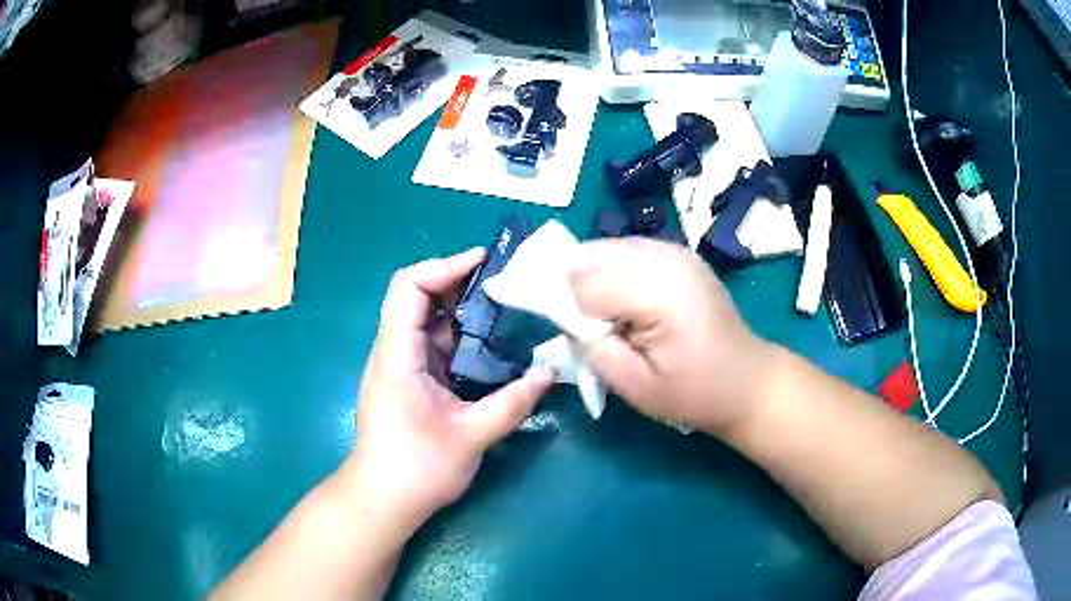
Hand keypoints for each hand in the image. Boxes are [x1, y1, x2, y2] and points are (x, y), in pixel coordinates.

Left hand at [340, 248, 553, 527]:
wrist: (382, 501)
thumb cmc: (417, 469)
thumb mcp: (471, 436)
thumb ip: (512, 403)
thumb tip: (549, 372)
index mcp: (398, 356)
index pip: (408, 288)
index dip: (444, 266)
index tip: (484, 262)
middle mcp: (394, 352)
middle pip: (418, 298)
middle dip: (460, 284)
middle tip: (506, 285)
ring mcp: (400, 367)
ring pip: (428, 322)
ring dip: (464, 312)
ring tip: (507, 310)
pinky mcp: (409, 382)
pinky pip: (434, 346)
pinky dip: (461, 338)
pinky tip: (491, 347)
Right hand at [569, 238, 775, 434]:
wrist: (746, 382)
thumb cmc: (694, 393)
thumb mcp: (636, 387)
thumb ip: (593, 349)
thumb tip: (568, 318)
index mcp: (661, 293)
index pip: (585, 283)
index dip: (573, 311)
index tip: (586, 339)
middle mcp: (668, 259)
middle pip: (592, 257)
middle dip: (579, 289)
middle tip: (595, 328)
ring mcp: (676, 251)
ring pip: (605, 249)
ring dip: (595, 278)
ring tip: (611, 316)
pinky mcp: (679, 253)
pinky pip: (626, 251)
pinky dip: (613, 272)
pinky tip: (628, 302)